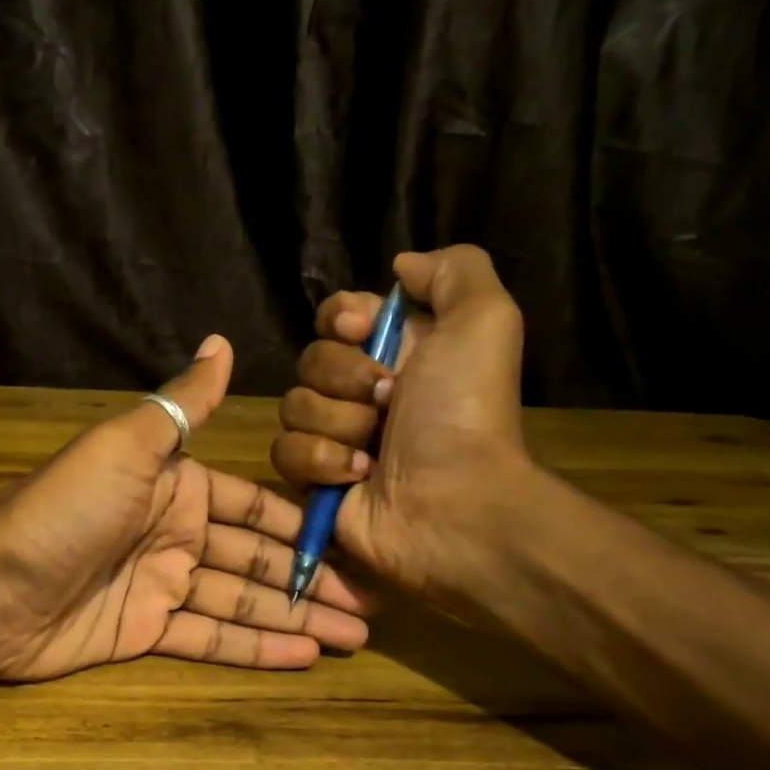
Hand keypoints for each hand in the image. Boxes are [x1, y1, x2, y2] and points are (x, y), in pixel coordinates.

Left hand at [0, 336, 371, 681]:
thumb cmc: (67, 509)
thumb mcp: (128, 446)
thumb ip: (183, 403)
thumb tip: (221, 341)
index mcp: (176, 488)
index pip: (253, 509)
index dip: (302, 526)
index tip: (354, 541)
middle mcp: (175, 535)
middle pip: (256, 560)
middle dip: (310, 581)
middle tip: (368, 606)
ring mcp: (161, 586)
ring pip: (242, 602)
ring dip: (295, 618)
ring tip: (354, 636)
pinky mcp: (144, 632)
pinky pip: (209, 638)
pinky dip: (255, 648)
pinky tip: (303, 656)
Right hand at [270, 245, 536, 599]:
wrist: (455, 503)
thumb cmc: (466, 412)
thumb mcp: (485, 320)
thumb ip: (453, 271)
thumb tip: (400, 267)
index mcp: (396, 350)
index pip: (336, 314)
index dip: (339, 317)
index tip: (359, 328)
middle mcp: (362, 390)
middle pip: (309, 359)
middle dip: (344, 378)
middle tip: (388, 400)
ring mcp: (335, 436)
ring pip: (293, 405)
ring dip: (337, 424)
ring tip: (375, 449)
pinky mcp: (314, 478)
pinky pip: (285, 451)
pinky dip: (321, 461)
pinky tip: (358, 476)